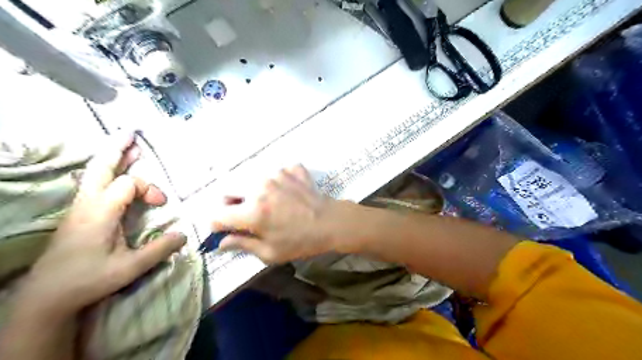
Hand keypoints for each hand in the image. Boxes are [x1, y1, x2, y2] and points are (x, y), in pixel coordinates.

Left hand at [19, 132, 185, 316]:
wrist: (46, 296)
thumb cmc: (88, 279)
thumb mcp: (130, 268)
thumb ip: (159, 250)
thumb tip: (184, 235)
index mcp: (101, 212)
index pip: (129, 184)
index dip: (151, 189)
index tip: (162, 204)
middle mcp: (88, 204)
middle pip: (102, 168)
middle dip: (117, 149)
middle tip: (132, 133)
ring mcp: (80, 207)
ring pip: (95, 173)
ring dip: (112, 158)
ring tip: (128, 146)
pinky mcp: (79, 214)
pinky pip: (93, 183)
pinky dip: (106, 171)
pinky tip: (114, 172)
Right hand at [212, 165, 349, 263]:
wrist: (332, 222)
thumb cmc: (301, 242)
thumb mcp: (271, 252)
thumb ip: (242, 244)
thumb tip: (221, 242)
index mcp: (253, 211)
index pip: (217, 215)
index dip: (218, 225)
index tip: (226, 229)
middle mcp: (259, 187)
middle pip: (228, 192)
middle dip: (231, 205)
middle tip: (247, 215)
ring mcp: (276, 173)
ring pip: (250, 180)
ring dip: (253, 192)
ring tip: (271, 203)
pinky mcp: (290, 168)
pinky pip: (274, 173)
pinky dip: (276, 182)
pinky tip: (287, 192)